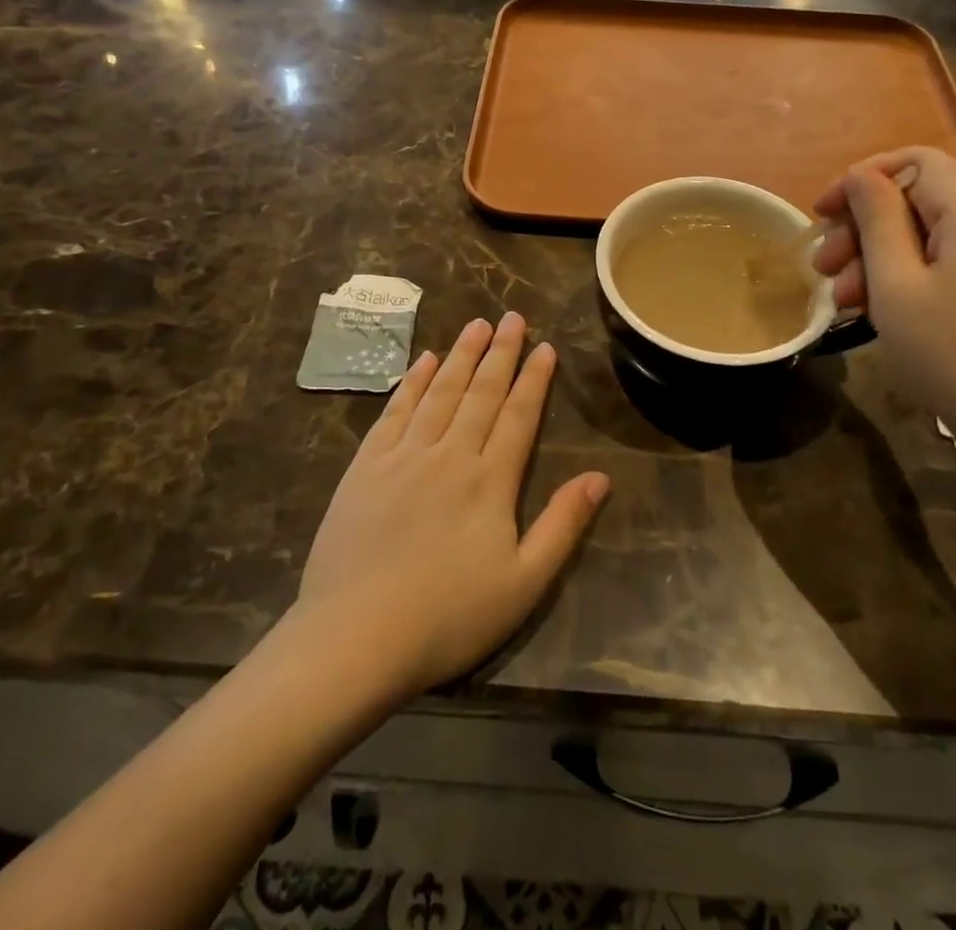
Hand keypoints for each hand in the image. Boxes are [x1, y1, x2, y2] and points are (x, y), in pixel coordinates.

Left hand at [297, 313, 609, 700]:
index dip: (534, 379)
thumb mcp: (523, 584)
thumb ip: (563, 526)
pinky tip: (424, 361)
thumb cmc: (448, 617)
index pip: (519, 416)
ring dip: (461, 356)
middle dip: (501, 352)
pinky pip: (395, 411)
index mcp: (490, 481)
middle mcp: (449, 454)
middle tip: (512, 317)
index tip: (545, 347)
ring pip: (440, 392)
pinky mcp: (366, 466)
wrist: (355, 638)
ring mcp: (404, 456)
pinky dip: (413, 382)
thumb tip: (600, 477)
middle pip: (481, 393)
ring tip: (476, 324)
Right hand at [813, 147, 955, 480]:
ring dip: (885, 256)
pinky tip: (887, 307)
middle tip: (823, 271)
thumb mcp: (896, 285)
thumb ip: (876, 218)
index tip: (820, 215)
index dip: (858, 181)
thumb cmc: (955, 357)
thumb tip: (862, 175)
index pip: (910, 162)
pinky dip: (919, 270)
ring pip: (937, 229)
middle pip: (921, 197)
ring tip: (846, 301)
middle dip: (865, 229)